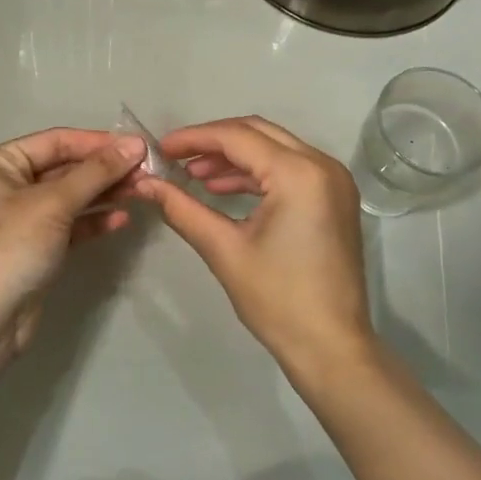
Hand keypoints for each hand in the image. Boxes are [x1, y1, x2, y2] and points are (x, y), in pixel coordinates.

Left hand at [0, 128, 145, 356]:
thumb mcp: (54, 203)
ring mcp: (22, 218)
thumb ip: (97, 172)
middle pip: (65, 168)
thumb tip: (136, 144)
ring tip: (141, 191)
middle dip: (104, 169)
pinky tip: (122, 219)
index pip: (55, 141)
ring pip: (71, 196)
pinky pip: (71, 224)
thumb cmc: (12, 247)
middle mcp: (8, 185)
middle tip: (146, 171)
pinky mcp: (37, 246)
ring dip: (105, 193)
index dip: (97, 142)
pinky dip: (94, 220)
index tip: (138, 145)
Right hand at [135, 117, 373, 373]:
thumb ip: (183, 209)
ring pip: (275, 149)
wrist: (331, 346)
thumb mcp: (224, 250)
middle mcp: (322, 165)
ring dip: (235, 158)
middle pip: (258, 133)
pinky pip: (290, 169)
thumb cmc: (277, 299)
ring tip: (194, 176)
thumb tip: (144, 185)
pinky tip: (223, 190)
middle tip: (175, 158)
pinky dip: (257, 174)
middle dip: (214, 142)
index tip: (160, 148)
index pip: (237, 137)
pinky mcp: (335, 198)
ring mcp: (334, 181)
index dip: (194, 138)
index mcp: (298, 173)